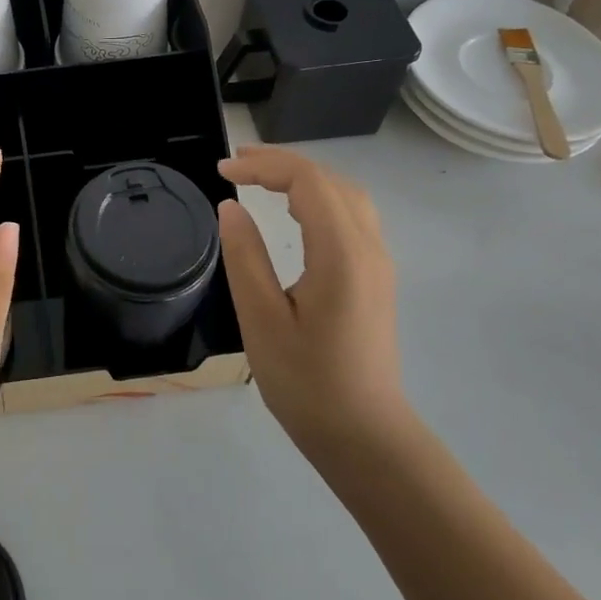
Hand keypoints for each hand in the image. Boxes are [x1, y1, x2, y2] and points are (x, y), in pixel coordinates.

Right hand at [216, 145, 409, 459]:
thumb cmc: (307, 382)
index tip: (222, 171)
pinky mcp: (376, 278)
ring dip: (304, 177)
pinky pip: (352, 216)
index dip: (264, 165)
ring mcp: (378, 263)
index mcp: (341, 254)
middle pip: (331, 180)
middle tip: (236, 164)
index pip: (308, 181)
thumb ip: (245, 257)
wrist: (365, 436)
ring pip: (347, 196)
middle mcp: (368, 249)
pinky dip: (320, 197)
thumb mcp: (261, 320)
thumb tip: (230, 207)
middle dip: (283, 162)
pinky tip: (295, 210)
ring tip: (261, 177)